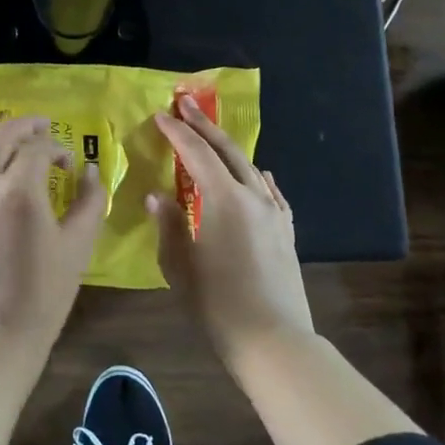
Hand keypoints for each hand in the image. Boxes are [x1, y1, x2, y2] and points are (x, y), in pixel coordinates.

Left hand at [0, 116, 105, 362]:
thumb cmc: (41, 299)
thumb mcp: (77, 249)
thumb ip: (89, 203)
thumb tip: (90, 170)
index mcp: (19, 191)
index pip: (38, 150)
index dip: (56, 149)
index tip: (67, 163)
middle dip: (22, 127)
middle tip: (38, 128)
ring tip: (2, 137)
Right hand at [149, 96, 314, 372]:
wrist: (273, 341)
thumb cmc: (217, 303)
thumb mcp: (180, 264)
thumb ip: (169, 224)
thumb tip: (158, 196)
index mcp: (224, 199)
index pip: (196, 154)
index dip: (177, 133)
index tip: (161, 115)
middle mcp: (253, 196)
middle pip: (227, 151)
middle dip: (205, 125)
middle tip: (186, 103)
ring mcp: (274, 214)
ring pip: (251, 168)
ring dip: (229, 148)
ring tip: (213, 135)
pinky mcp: (286, 232)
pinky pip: (271, 192)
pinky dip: (258, 177)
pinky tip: (259, 175)